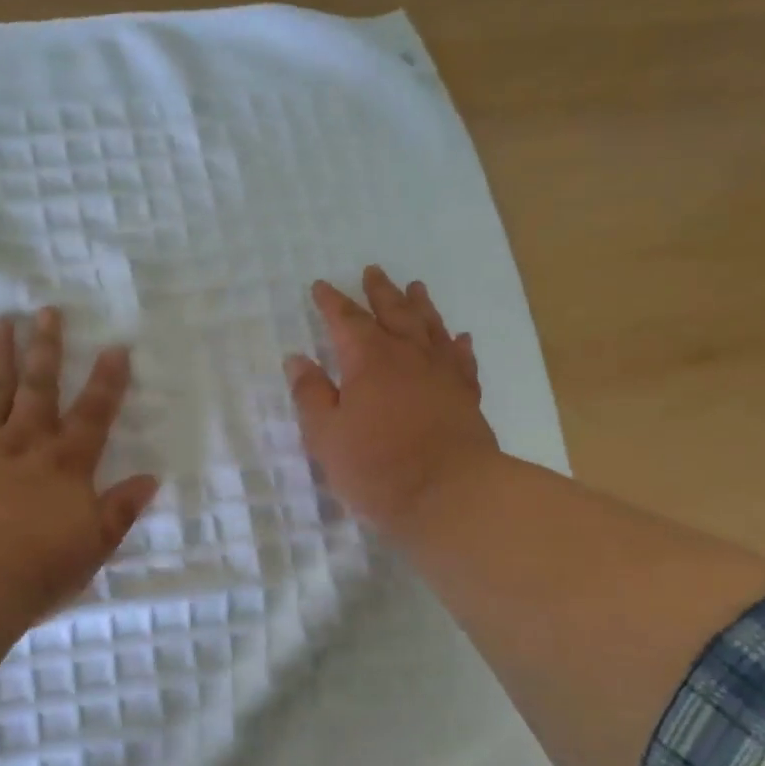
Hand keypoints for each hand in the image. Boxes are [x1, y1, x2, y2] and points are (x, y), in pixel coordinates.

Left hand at [0, 307, 160, 624]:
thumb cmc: (35, 570)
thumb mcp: (93, 546)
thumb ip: (120, 510)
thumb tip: (150, 479)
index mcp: (66, 465)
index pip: (94, 415)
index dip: (108, 381)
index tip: (116, 346)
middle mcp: (25, 445)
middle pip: (39, 389)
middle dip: (46, 350)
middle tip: (47, 311)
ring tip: (3, 321)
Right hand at [286, 266, 498, 532]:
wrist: (451, 494)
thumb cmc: (378, 467)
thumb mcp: (326, 436)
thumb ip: (311, 395)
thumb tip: (297, 359)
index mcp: (369, 360)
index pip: (346, 320)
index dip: (332, 302)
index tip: (321, 286)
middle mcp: (408, 355)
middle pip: (393, 312)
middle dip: (379, 292)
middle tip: (373, 271)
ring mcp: (442, 373)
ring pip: (430, 327)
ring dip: (420, 306)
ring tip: (416, 287)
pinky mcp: (466, 396)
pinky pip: (461, 359)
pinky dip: (457, 344)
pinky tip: (459, 337)